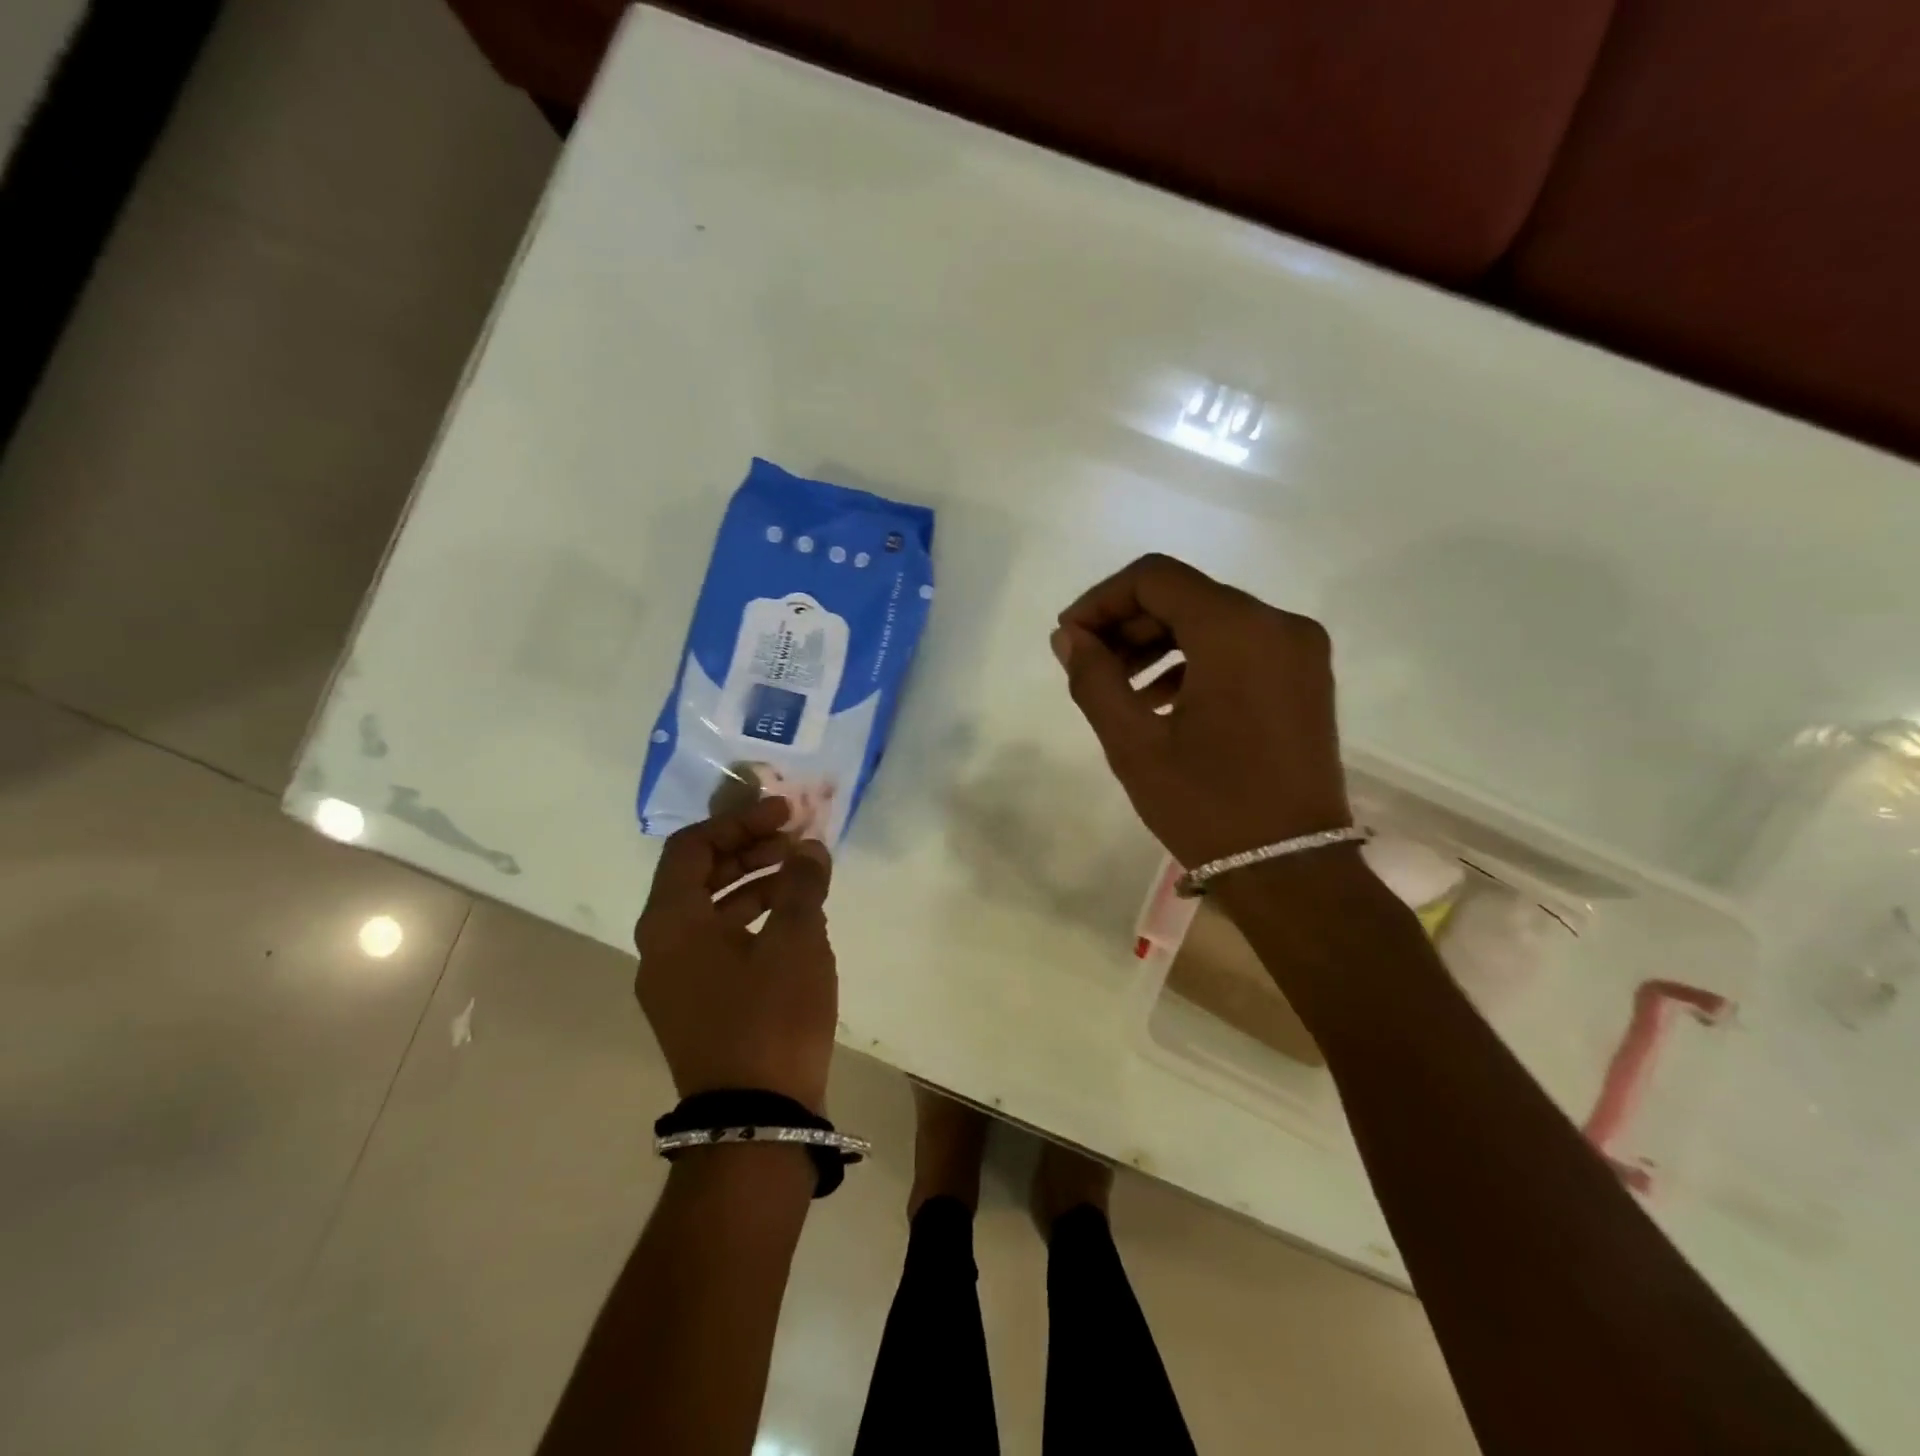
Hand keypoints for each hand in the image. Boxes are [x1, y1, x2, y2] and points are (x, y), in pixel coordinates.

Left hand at [633, 797, 837, 1113]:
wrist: (755, 1121)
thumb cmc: (771, 1017)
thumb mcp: (796, 939)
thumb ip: (801, 883)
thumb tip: (808, 848)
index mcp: (671, 922)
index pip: (692, 847)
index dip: (739, 822)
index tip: (785, 814)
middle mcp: (661, 947)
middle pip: (699, 876)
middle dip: (749, 850)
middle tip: (796, 841)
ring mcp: (676, 981)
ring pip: (711, 912)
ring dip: (754, 884)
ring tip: (802, 875)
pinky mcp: (698, 1007)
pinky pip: (720, 944)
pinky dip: (753, 921)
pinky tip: (794, 921)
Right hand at [1053, 553, 1350, 868]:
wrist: (1292, 870)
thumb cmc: (1207, 804)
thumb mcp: (1133, 743)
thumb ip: (1093, 678)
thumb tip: (1069, 637)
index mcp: (1236, 630)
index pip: (1155, 578)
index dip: (1102, 600)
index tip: (1070, 638)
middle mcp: (1277, 623)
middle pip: (1185, 596)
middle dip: (1128, 624)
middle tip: (1089, 665)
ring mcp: (1299, 650)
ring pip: (1212, 620)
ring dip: (1158, 644)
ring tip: (1120, 690)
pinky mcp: (1306, 678)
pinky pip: (1240, 647)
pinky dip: (1195, 661)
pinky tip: (1162, 702)